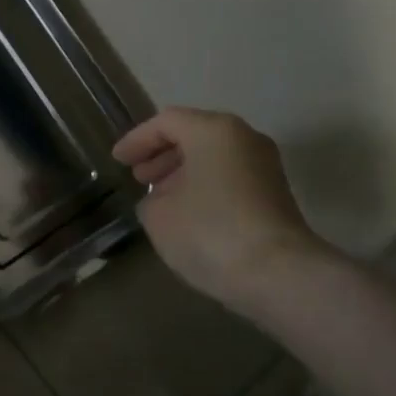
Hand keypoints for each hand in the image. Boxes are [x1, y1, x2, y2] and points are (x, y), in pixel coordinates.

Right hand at [113, 108, 331, 309]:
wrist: (278, 274)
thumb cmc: (209, 231)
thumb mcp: (158, 215)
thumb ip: (151, 199)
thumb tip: (164, 199)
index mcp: (214, 130)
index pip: (166, 122)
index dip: (136, 140)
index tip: (117, 161)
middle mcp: (244, 138)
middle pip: (194, 135)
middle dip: (162, 154)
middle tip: (138, 177)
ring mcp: (265, 166)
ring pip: (214, 157)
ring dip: (183, 173)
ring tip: (159, 198)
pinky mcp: (276, 195)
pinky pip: (230, 178)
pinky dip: (205, 187)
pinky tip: (188, 214)